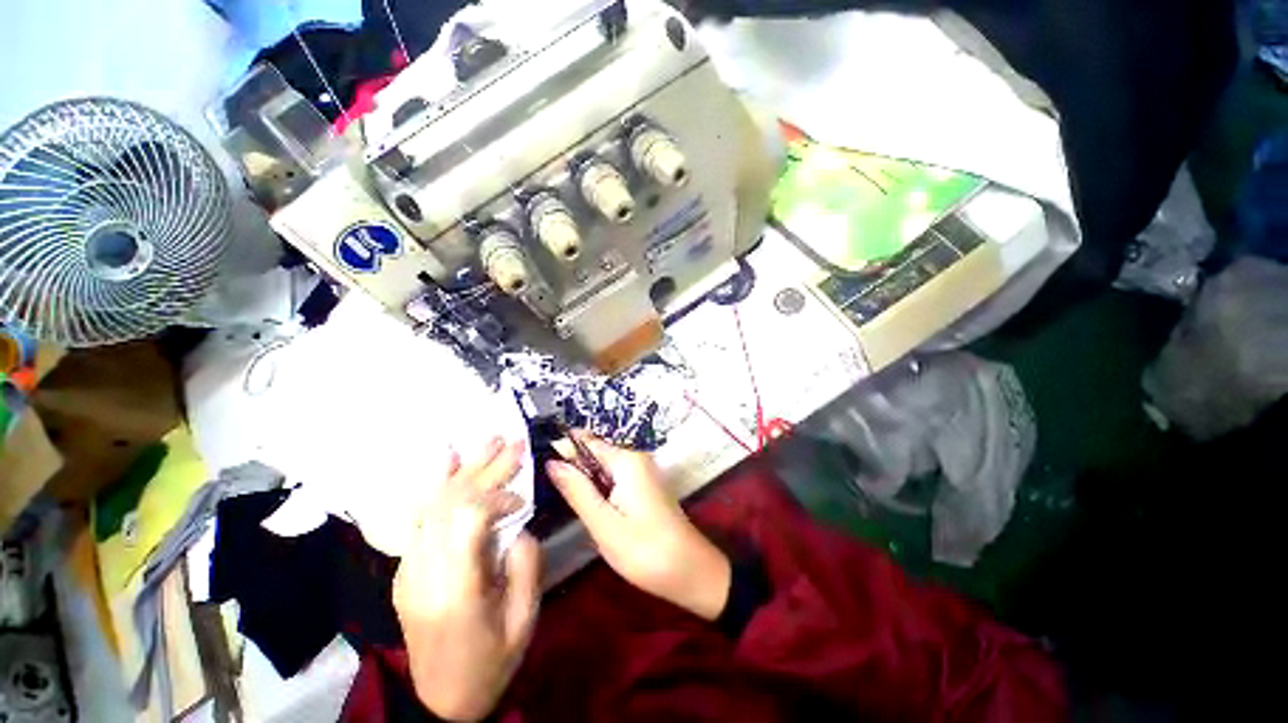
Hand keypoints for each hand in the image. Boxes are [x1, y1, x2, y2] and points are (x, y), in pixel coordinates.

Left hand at [393, 438, 540, 721]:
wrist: (440, 698)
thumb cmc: (490, 660)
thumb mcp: (524, 618)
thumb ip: (526, 563)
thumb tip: (517, 525)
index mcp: (457, 588)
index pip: (468, 518)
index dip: (497, 497)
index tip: (520, 502)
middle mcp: (425, 570)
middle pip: (452, 503)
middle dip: (487, 468)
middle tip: (513, 442)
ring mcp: (409, 567)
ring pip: (433, 503)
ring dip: (464, 469)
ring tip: (489, 440)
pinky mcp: (405, 567)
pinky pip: (419, 517)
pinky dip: (435, 485)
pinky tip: (447, 460)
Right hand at [547, 433, 730, 619]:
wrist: (691, 571)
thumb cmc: (645, 550)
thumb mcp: (603, 523)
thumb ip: (577, 490)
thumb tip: (552, 462)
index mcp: (627, 460)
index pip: (586, 441)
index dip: (562, 448)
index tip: (535, 462)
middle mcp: (636, 457)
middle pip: (595, 451)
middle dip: (572, 465)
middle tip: (545, 488)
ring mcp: (642, 471)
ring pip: (603, 466)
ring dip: (584, 478)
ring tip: (561, 497)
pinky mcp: (644, 485)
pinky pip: (614, 476)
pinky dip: (598, 486)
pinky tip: (587, 504)